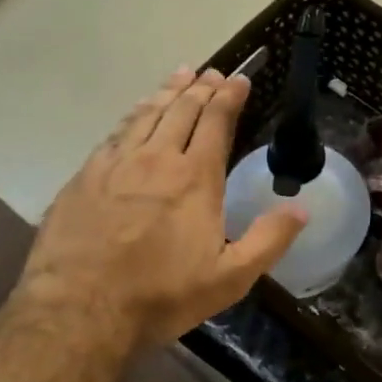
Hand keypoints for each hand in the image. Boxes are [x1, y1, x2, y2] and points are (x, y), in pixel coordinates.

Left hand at [19, 68, 306, 350]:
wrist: (80, 309)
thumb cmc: (161, 295)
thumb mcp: (229, 279)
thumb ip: (268, 240)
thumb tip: (302, 208)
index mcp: (195, 178)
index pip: (216, 122)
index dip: (229, 97)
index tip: (239, 79)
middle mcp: (156, 158)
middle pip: (182, 110)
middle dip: (201, 87)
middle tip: (212, 72)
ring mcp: (116, 163)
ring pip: (147, 114)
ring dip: (167, 92)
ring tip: (180, 75)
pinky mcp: (85, 175)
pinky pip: (116, 132)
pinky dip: (133, 114)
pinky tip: (136, 112)